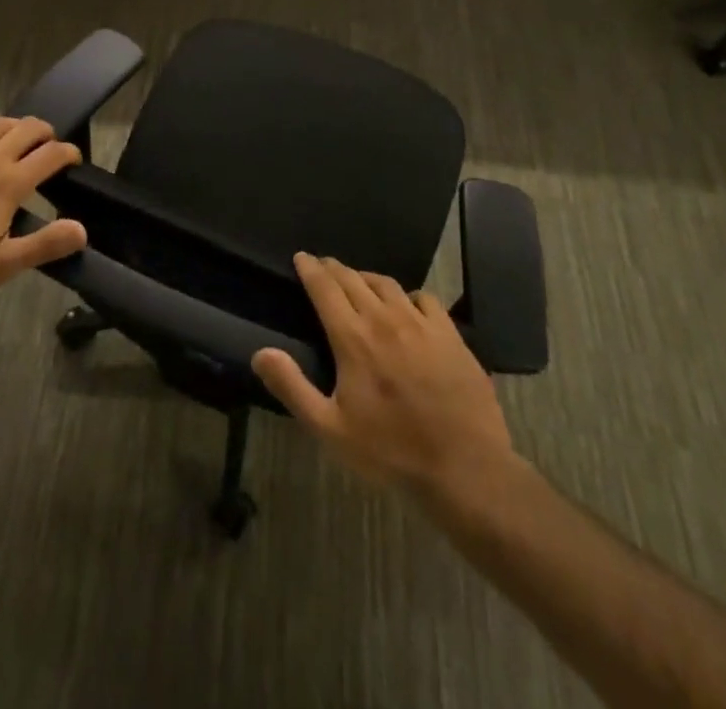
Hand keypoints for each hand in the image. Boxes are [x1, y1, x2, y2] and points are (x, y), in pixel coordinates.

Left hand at [0, 111, 87, 306]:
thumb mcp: (2, 266)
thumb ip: (45, 245)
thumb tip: (82, 230)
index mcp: (9, 184)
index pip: (51, 154)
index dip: (69, 153)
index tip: (73, 162)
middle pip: (28, 128)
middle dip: (46, 134)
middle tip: (49, 150)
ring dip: (16, 126)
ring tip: (19, 141)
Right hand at [253, 253, 520, 504]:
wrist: (464, 467)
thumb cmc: (391, 451)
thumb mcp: (330, 428)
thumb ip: (292, 387)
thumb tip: (261, 353)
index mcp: (353, 338)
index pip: (325, 288)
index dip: (310, 269)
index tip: (301, 257)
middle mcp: (385, 319)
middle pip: (354, 279)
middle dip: (334, 268)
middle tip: (323, 265)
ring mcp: (421, 324)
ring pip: (387, 284)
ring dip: (366, 277)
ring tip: (358, 280)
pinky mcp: (450, 334)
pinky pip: (424, 298)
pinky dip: (407, 295)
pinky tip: (406, 304)